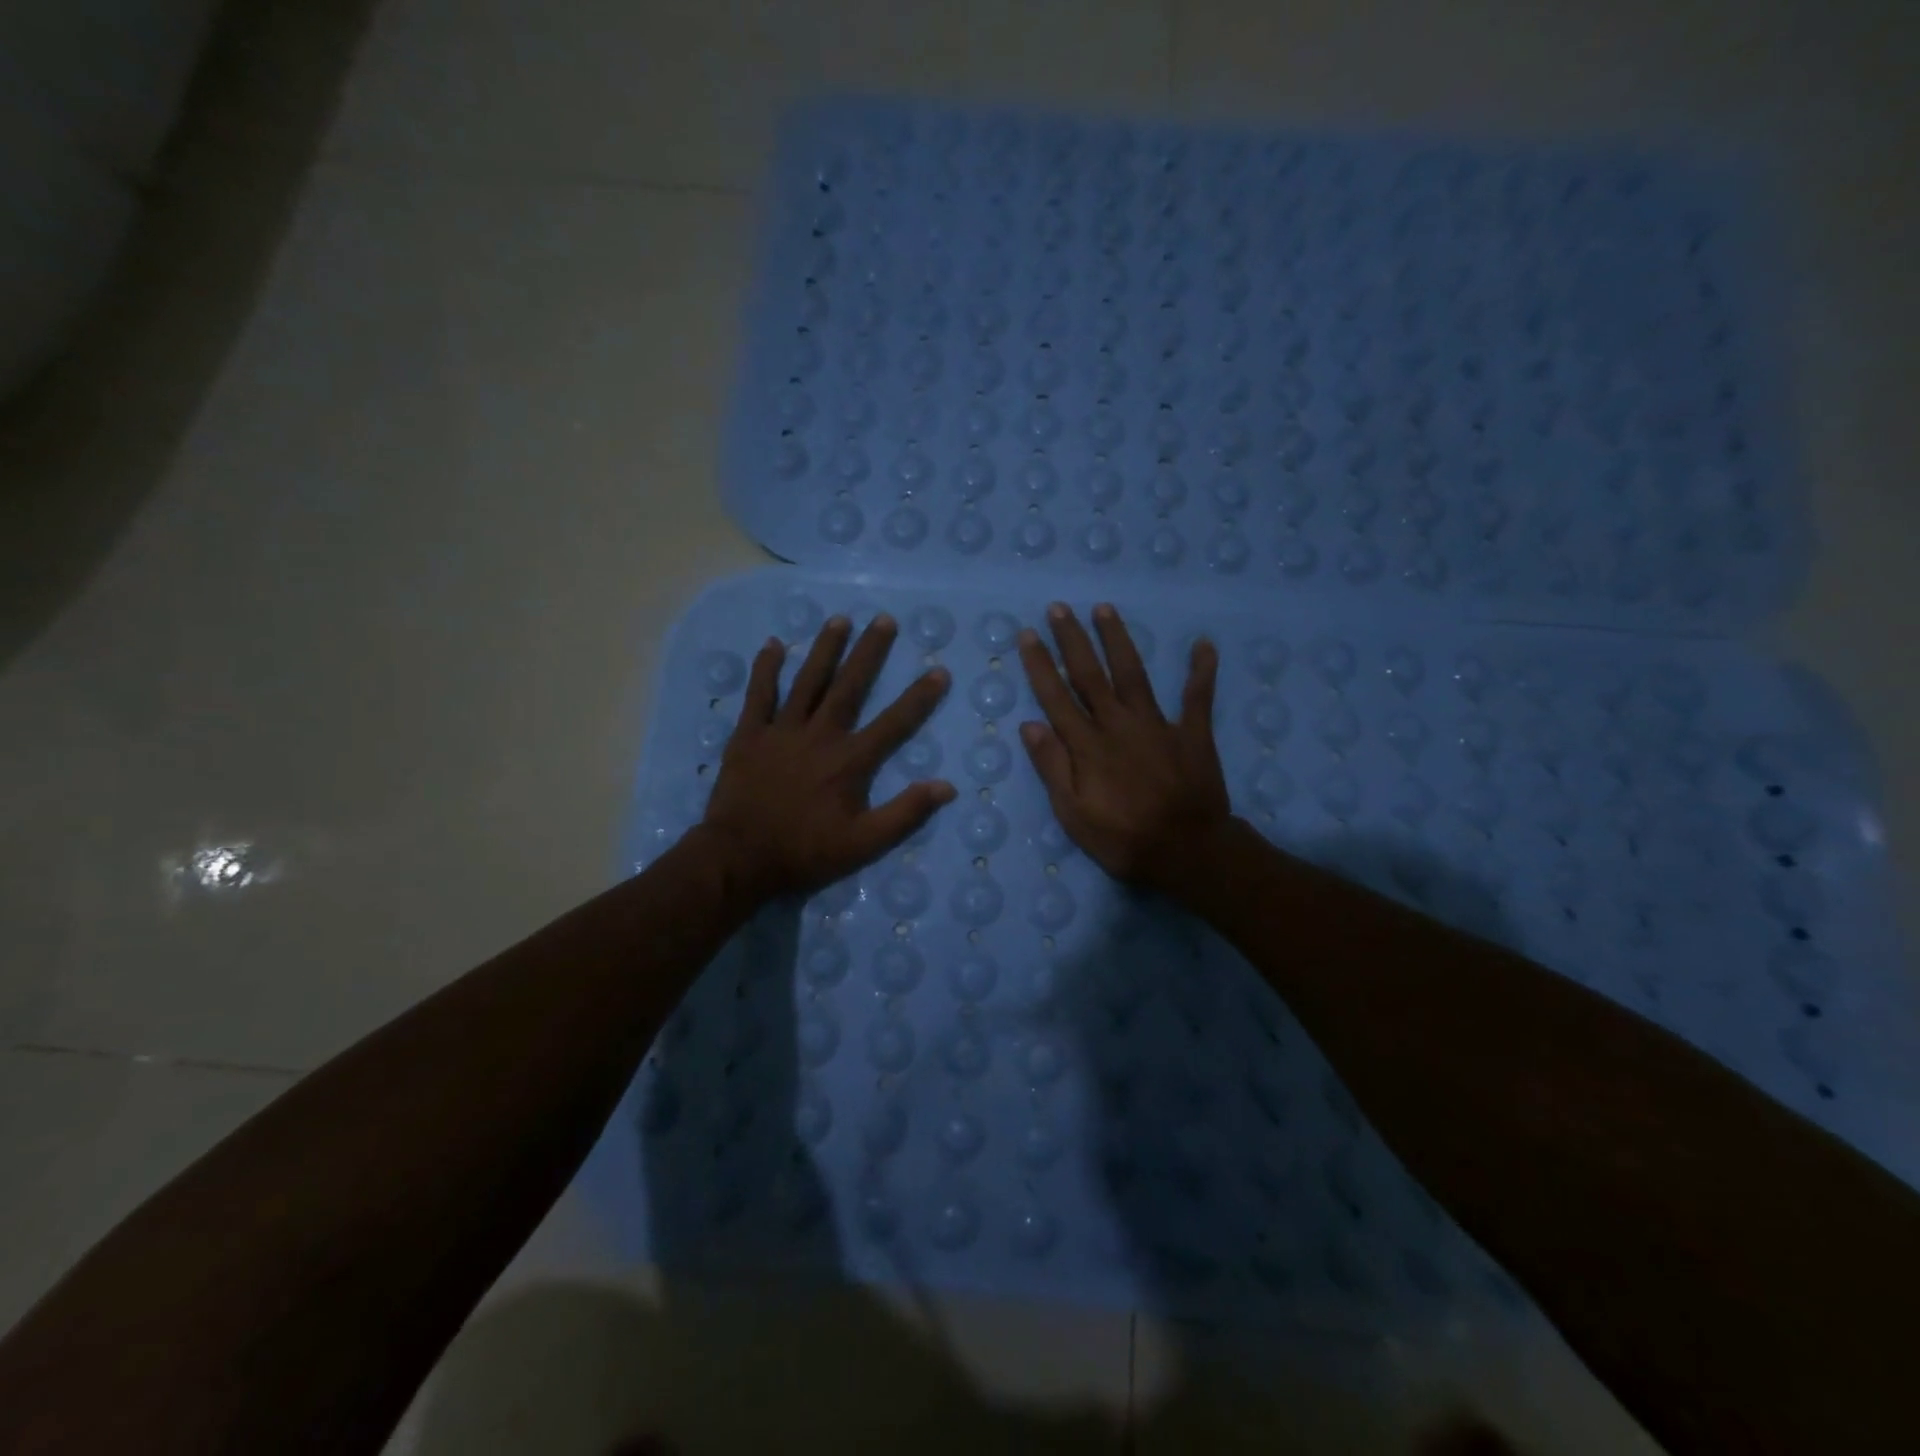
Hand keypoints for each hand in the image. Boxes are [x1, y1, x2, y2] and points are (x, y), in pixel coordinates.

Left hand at [700, 613, 954, 903]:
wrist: (740, 858)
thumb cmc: (806, 852)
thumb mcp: (864, 844)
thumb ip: (905, 814)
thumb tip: (946, 786)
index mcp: (850, 761)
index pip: (894, 723)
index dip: (919, 697)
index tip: (938, 670)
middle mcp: (820, 735)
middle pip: (850, 686)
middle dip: (869, 652)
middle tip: (884, 620)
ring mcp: (781, 731)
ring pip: (807, 681)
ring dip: (824, 649)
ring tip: (840, 619)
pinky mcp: (749, 735)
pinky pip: (759, 695)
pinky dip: (766, 669)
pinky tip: (774, 644)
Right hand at [1016, 602, 1232, 895]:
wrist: (1188, 852)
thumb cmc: (1123, 839)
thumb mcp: (1074, 814)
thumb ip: (1053, 767)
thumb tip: (1030, 725)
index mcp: (1087, 745)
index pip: (1056, 697)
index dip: (1040, 665)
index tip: (1029, 635)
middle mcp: (1118, 724)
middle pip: (1091, 675)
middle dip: (1073, 640)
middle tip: (1060, 608)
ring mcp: (1158, 724)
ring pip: (1133, 673)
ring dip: (1118, 639)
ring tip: (1105, 609)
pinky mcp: (1192, 733)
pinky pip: (1198, 696)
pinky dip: (1201, 670)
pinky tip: (1203, 643)